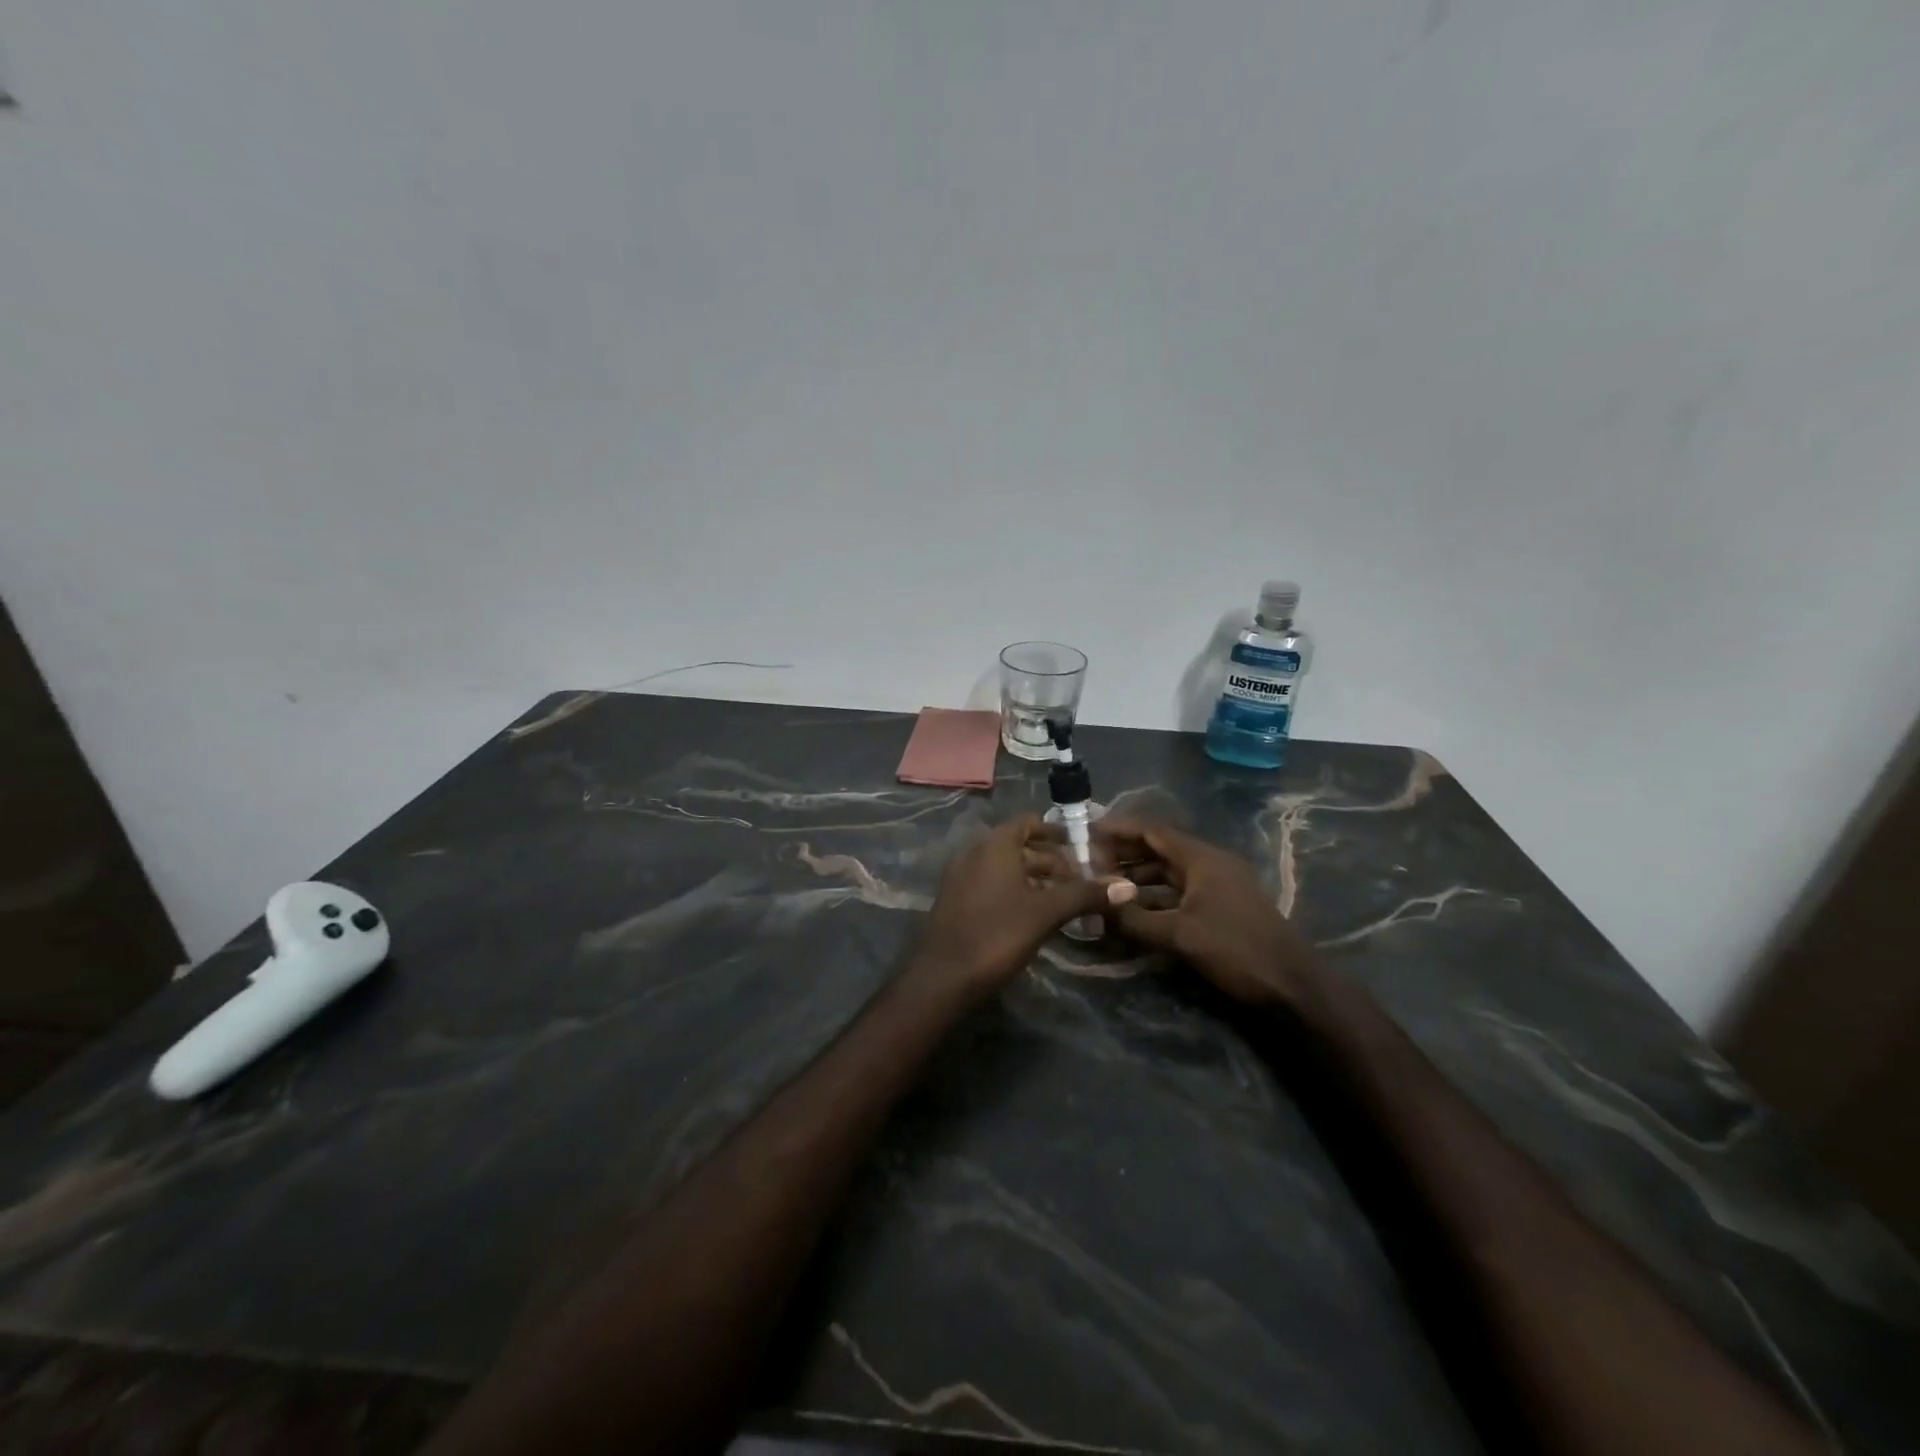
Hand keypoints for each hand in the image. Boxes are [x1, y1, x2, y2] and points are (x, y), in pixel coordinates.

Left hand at [913, 815, 1135, 996]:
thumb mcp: (1046, 913)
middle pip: (1018, 846)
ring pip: (1004, 868)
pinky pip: (990, 885)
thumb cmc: (997, 934)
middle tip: (1081, 881)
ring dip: (1034, 879)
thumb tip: (1128, 886)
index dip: (1055, 832)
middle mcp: (973, 853)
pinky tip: (1033, 916)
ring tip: (1064, 901)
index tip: (1081, 847)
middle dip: (1050, 861)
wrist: (943, 978)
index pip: (1027, 822)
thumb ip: (1085, 895)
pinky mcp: (955, 902)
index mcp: (993, 846)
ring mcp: (960, 878)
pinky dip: (1014, 891)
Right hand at [1092, 817, 1316, 1004]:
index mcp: (1202, 858)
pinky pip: (1179, 893)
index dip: (1119, 829)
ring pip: (1168, 873)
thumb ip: (1134, 920)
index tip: (1087, 832)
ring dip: (1137, 878)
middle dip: (1124, 855)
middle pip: (1159, 849)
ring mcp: (1218, 886)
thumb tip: (1094, 908)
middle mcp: (1210, 864)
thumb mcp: (1179, 935)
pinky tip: (1133, 912)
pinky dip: (1155, 898)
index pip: (1153, 830)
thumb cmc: (1236, 950)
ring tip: (1104, 887)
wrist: (1293, 986)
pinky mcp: (1221, 907)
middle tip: (1088, 864)